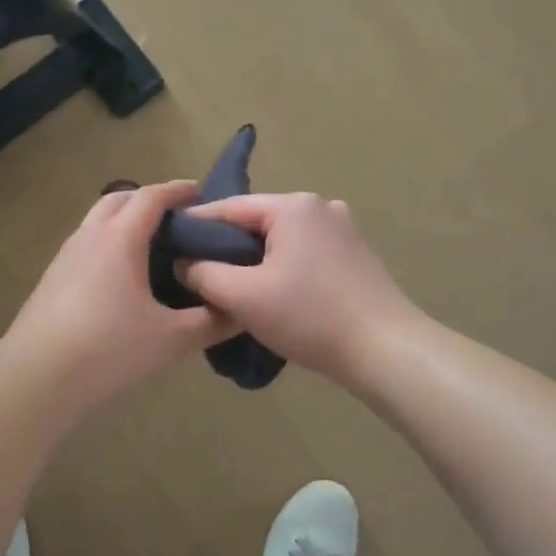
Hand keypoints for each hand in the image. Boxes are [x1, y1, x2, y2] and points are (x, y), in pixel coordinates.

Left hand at [3, 181, 234, 411]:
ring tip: (150, 246)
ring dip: (124, 220)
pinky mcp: (51, 278)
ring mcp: (65, 256)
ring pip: (97, 220)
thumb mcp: (171, 339)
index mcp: (120, 238)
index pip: (151, 197)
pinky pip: (86, 244)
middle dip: (148, 198)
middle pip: (120, 198)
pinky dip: (107, 243)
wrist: (37, 377)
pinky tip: (119, 277)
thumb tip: (242, 311)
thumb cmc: (109, 348)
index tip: (199, 191)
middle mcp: (90, 236)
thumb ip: (212, 322)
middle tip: (176, 218)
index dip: (177, 190)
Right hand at [177, 193, 419, 384]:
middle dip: (227, 245)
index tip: (170, 243)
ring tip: (230, 285)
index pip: (230, 207)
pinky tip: (272, 292)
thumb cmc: (309, 316)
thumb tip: (183, 262)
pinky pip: (305, 253)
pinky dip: (283, 266)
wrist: (385, 349)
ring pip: (282, 239)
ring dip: (256, 258)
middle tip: (197, 271)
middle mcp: (319, 207)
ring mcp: (342, 229)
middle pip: (258, 221)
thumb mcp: (244, 297)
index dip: (197, 225)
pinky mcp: (354, 254)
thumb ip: (204, 274)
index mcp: (293, 206)